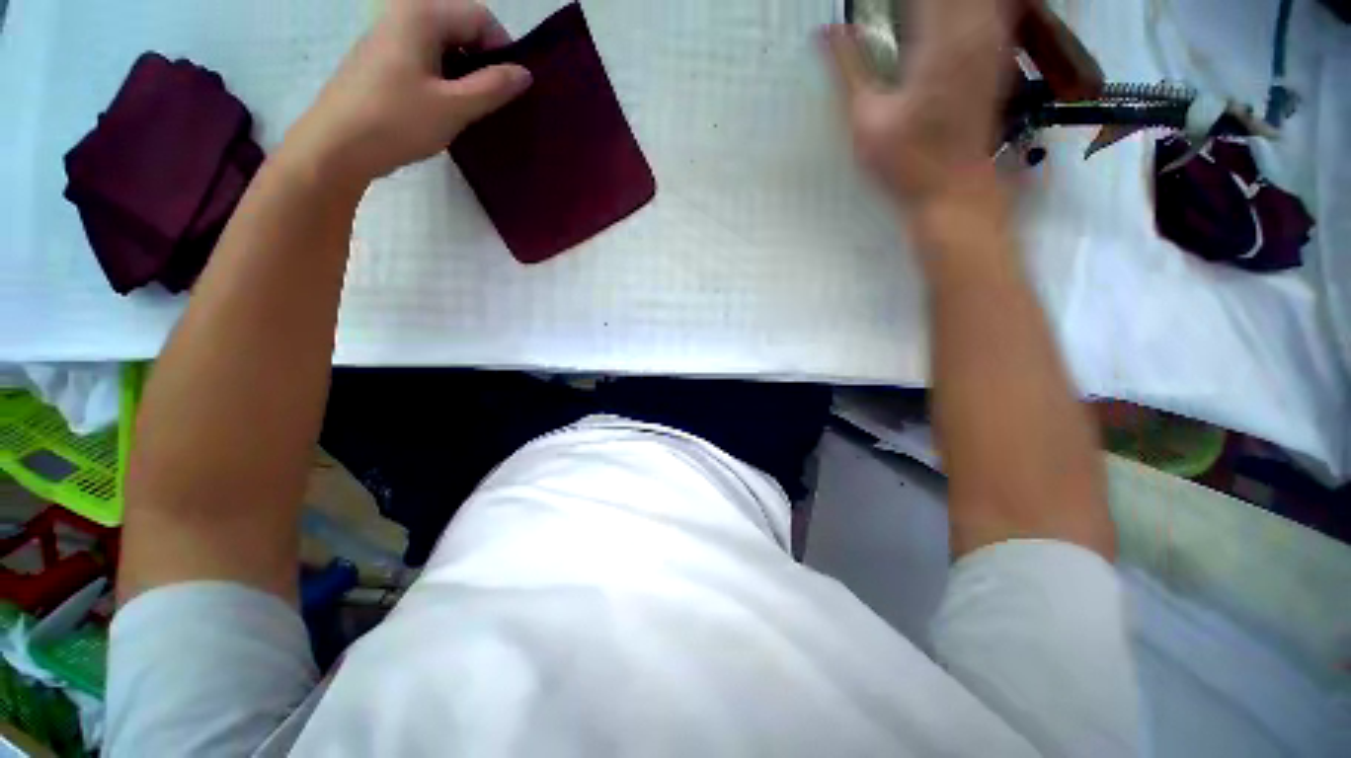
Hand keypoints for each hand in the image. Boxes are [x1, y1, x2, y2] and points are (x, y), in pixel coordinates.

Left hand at [285, 0, 531, 186]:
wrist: (337, 145)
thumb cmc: (397, 121)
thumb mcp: (454, 107)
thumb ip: (493, 87)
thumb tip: (525, 74)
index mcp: (422, 15)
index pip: (480, 17)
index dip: (503, 50)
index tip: (512, 88)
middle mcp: (404, 14)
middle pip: (461, 27)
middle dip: (484, 62)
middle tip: (495, 102)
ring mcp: (389, 36)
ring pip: (444, 45)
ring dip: (466, 73)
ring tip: (473, 108)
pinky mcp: (382, 58)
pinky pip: (426, 58)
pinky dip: (445, 78)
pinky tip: (446, 107)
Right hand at [824, 0, 1011, 214]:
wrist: (953, 189)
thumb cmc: (906, 163)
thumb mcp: (866, 120)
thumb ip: (848, 69)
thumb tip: (824, 31)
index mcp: (941, 39)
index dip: (887, 1)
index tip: (866, 9)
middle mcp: (975, 27)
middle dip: (911, 5)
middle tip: (882, 15)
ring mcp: (992, 37)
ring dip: (933, 8)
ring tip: (903, 21)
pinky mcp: (996, 50)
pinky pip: (985, 8)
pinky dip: (958, 11)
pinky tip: (930, 27)